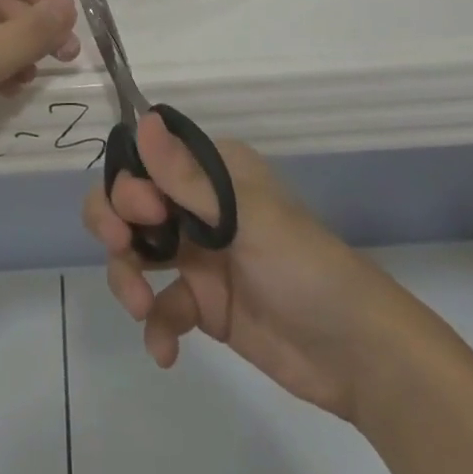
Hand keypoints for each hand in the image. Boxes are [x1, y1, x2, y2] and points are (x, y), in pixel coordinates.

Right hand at [84, 117, 424, 424]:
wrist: (358, 355)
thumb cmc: (304, 267)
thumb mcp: (244, 217)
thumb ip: (187, 177)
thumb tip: (143, 118)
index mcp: (211, 172)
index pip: (146, 160)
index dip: (129, 183)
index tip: (145, 213)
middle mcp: (197, 206)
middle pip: (129, 204)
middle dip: (114, 224)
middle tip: (122, 249)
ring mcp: (198, 256)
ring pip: (135, 253)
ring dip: (126, 278)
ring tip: (141, 308)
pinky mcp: (202, 305)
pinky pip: (159, 306)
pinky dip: (155, 326)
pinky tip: (165, 350)